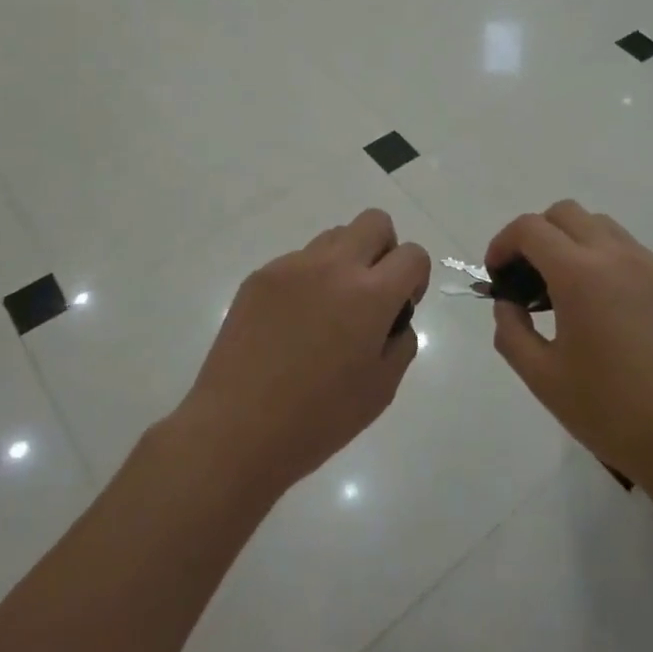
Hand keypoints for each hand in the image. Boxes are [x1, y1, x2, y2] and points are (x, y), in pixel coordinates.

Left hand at [179, 208, 429, 501]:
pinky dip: (308, 280)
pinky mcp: (261, 276)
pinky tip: (292, 325)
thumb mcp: (382, 389)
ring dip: (345, 261)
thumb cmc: (318, 419)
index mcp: (370, 294)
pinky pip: (298, 261)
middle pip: (374, 222)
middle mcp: (333, 266)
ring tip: (327, 311)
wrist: (236, 430)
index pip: (412, 255)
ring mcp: (292, 266)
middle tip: (371, 294)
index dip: (415, 279)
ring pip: (334, 236)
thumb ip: (400, 340)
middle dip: (384, 250)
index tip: (400, 308)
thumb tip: (392, 318)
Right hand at [487, 200, 652, 487]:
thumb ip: (511, 332)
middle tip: (526, 278)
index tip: (496, 275)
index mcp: (580, 274)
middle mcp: (617, 255)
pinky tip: (602, 306)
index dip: (503, 243)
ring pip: (600, 225)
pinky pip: (629, 250)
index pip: (530, 228)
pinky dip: (603, 258)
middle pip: (565, 213)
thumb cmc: (613, 412)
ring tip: (563, 290)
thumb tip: (508, 304)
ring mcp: (652, 266)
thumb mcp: (543, 378)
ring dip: (571, 242)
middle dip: (536, 235)